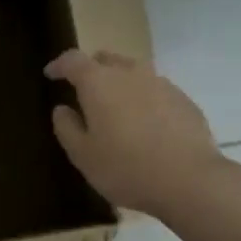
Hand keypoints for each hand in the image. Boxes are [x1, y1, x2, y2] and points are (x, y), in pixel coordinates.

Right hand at [46, 49, 222, 215]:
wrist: (190, 180)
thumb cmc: (126, 168)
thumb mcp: (83, 155)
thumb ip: (67, 128)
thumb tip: (62, 109)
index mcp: (99, 83)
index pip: (73, 60)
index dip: (59, 65)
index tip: (51, 74)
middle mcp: (130, 73)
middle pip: (106, 60)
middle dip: (91, 70)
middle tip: (84, 91)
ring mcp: (161, 83)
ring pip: (133, 73)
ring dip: (120, 84)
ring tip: (117, 109)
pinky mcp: (184, 99)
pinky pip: (155, 91)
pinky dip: (144, 99)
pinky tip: (146, 124)